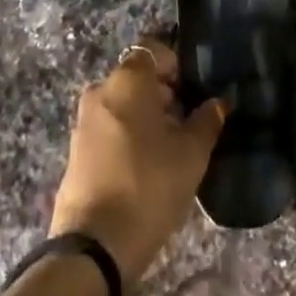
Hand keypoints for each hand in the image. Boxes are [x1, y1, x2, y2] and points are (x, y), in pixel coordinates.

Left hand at [49, 38, 224, 284]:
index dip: (176, 65)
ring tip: (169, 149)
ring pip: (123, 103)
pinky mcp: (77, 149)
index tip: (193, 92)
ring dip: (146, 116)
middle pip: (138, 77)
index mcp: (127, 79)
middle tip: (187, 124)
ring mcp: (84, 120)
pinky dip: (128, 135)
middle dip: (164, 94)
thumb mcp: (191, 154)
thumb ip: (207, 120)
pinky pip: (109, 127)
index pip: (153, 49)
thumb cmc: (149, 185)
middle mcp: (101, 89)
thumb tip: (219, 102)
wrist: (95, 245)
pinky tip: (145, 166)